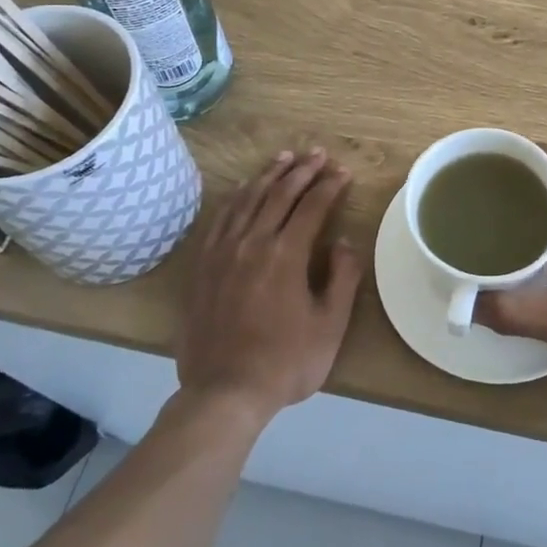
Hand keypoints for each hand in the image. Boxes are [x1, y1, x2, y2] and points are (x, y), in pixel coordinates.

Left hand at [176, 149, 360, 423]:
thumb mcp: (330, 325)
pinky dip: (237, 198)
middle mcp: (252, 243)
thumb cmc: (285, 362)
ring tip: (284, 158)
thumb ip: (343, 278)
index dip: (330, 186)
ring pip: (247, 200)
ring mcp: (223, 253)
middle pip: (279, 194)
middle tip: (318, 154)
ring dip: (268, 175)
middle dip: (302, 170)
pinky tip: (244, 190)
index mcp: (285, 255)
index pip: (312, 206)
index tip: (343, 172)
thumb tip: (343, 242)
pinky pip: (221, 219)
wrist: (224, 393)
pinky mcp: (203, 266)